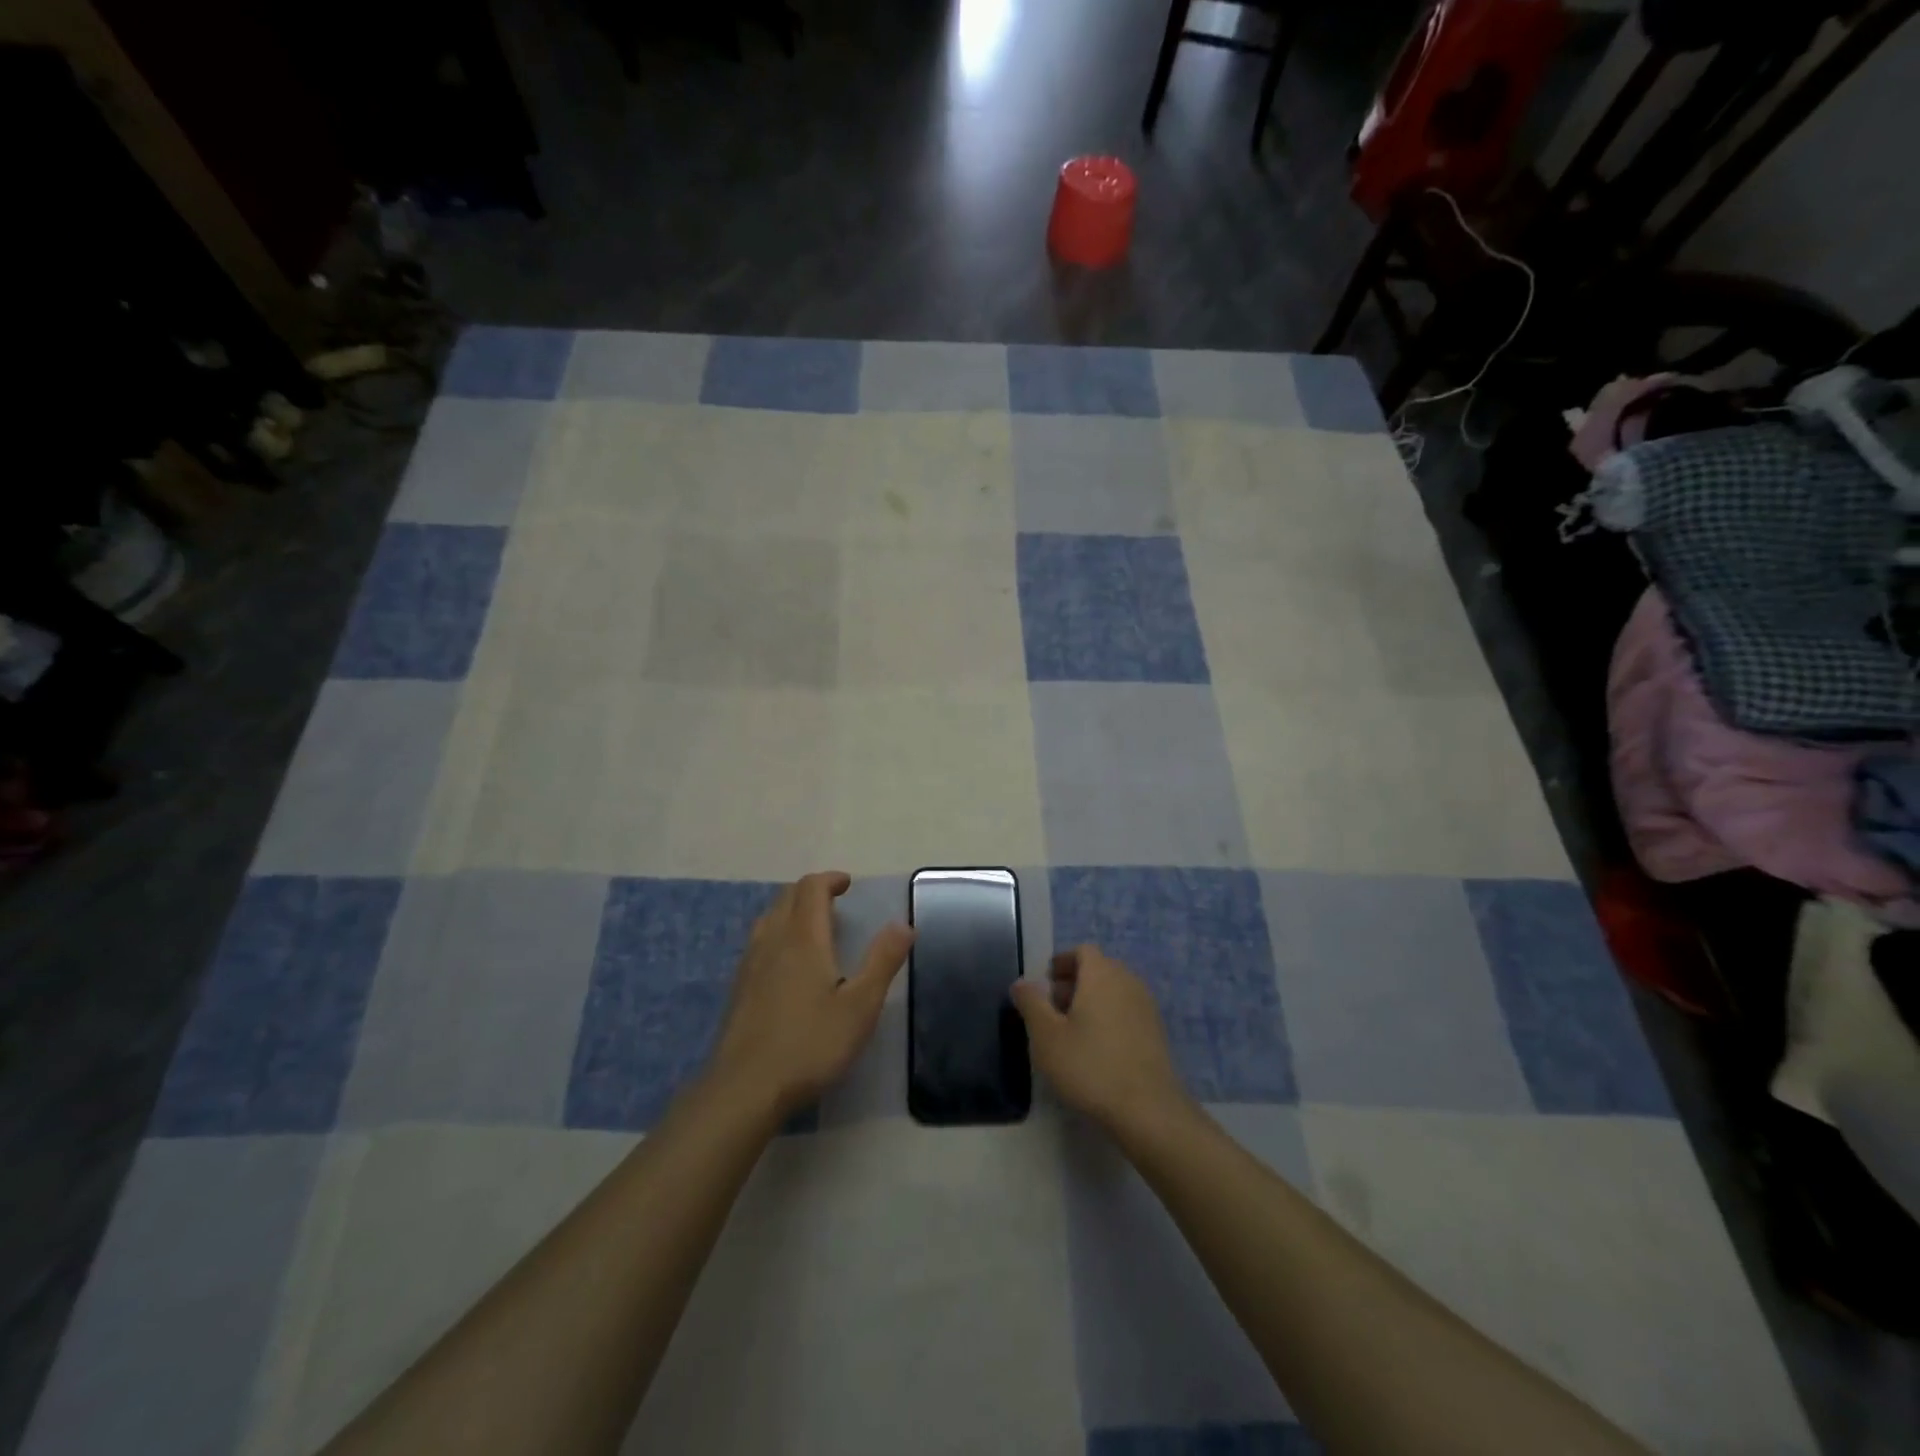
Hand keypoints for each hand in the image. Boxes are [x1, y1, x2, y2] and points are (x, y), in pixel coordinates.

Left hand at [709, 871, 912, 1119]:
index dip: (830, 880)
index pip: (811, 889)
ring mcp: (750, 965)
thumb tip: (904, 924)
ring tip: (813, 927)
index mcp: (803, 938)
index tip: (847, 884)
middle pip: (786, 897)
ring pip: (769, 919)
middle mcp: (772, 941)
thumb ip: (882, 961)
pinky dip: (777, 934)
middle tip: (835, 902)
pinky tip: (787, 964)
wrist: (745, 1089)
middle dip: (811, 891)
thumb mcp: (860, 1006)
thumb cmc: (810, 1044)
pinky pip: (759, 943)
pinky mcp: (738, 989)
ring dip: (791, 911)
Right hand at [1011, 945, 1191, 1135]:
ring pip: (1114, 991)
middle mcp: (1128, 981)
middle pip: (1099, 969)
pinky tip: (1097, 1050)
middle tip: (1053, 1009)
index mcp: (1101, 974)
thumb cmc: (1090, 1066)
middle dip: (1074, 982)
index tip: (1045, 984)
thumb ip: (1031, 1003)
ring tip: (1072, 1031)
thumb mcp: (1046, 1036)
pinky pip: (1127, 1011)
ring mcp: (1146, 1006)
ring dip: (1092, 1001)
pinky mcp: (1156, 1032)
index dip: (1062, 962)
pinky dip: (1110, 1018)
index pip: (1082, 951)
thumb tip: (1022, 982)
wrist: (1148, 1109)